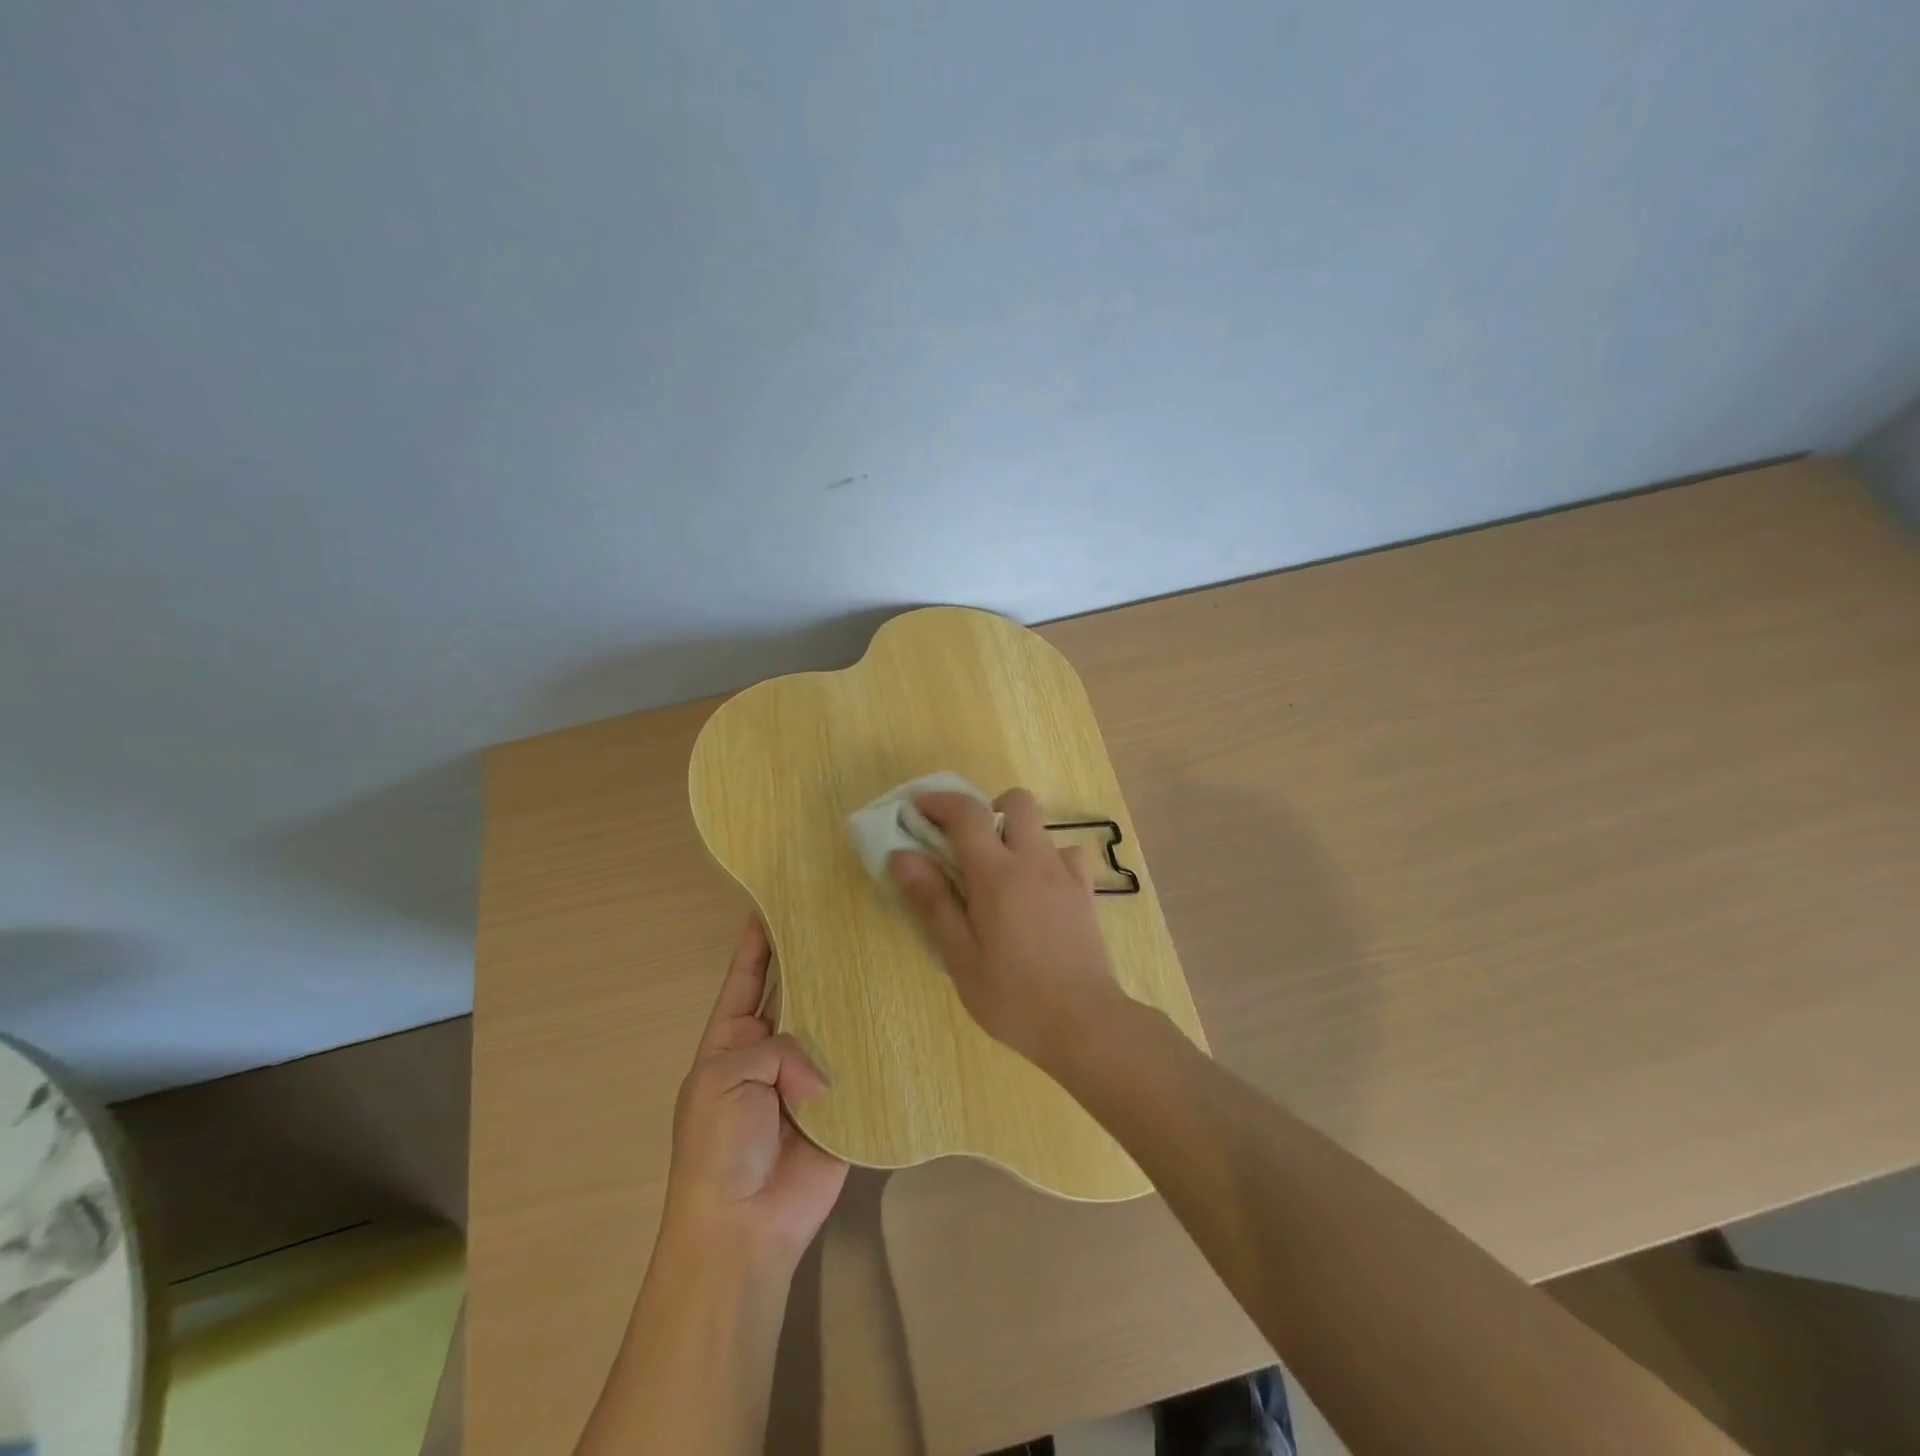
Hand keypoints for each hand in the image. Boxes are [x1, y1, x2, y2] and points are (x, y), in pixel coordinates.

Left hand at [660, 917, 848, 1270]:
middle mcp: (774, 1047)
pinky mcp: (845, 1100)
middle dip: (816, 957)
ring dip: (851, 993)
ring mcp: (811, 1073)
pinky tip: (901, 1001)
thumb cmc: (718, 1146)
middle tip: (847, 913)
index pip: (747, 975)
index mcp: (733, 1038)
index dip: (759, 939)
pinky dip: (876, 1039)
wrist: (744, 1227)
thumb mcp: (724, 1078)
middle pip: (797, 990)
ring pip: (833, 1021)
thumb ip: (775, 1047)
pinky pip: (861, 1062)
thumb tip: (821, 1073)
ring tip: (880, 946)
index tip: (779, 897)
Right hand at [889, 787, 1125, 1068]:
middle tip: (968, 845)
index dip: (939, 802)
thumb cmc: (1013, 996)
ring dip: (1017, 836)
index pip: (967, 813)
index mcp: (997, 874)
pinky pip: (1067, 856)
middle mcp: (1034, 861)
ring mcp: (1066, 874)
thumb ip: (933, 900)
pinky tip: (1038, 893)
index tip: (918, 810)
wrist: (1085, 1024)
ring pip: (1043, 828)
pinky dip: (1047, 861)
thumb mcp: (960, 956)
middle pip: (1016, 800)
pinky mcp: (1086, 893)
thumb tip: (903, 855)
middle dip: (988, 808)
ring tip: (1002, 877)